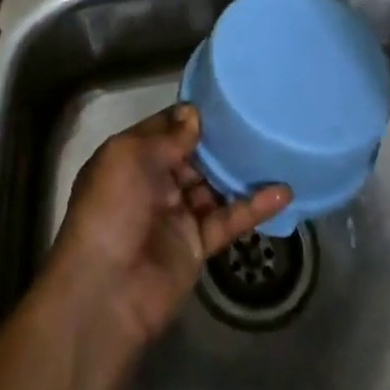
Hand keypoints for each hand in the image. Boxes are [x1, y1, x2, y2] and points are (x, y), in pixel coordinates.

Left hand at [46, 106, 290, 345]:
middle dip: (220, 139)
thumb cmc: (111, 210)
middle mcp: (154, 182)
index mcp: (131, 158)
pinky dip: (255, 207)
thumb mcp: (130, 157)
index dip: (191, 115)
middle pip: (194, 155)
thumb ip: (167, 137)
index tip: (226, 98)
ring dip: (241, 170)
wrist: (106, 291)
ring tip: (276, 146)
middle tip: (258, 118)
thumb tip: (194, 115)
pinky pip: (229, 219)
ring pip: (214, 185)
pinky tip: (284, 191)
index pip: (165, 128)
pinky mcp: (198, 245)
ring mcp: (177, 214)